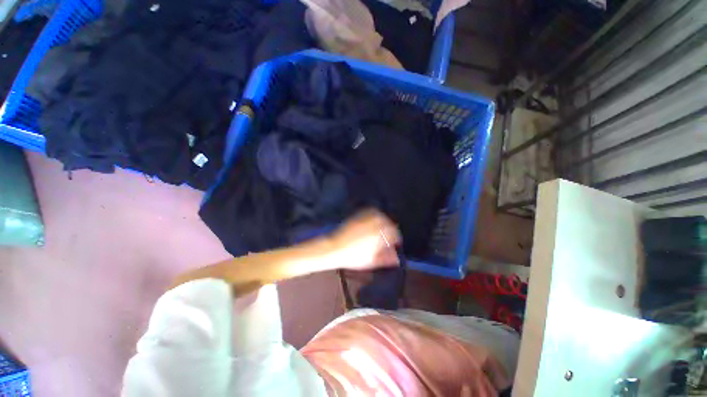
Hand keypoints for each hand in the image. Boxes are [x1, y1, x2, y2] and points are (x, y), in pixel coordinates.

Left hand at [327, 209, 401, 270]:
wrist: (335, 248)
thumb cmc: (353, 257)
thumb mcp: (371, 261)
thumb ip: (386, 259)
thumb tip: (396, 258)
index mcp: (379, 236)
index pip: (394, 234)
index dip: (396, 239)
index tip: (395, 243)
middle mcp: (374, 224)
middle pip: (389, 223)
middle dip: (391, 230)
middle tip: (389, 237)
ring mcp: (365, 219)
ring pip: (381, 216)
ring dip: (384, 221)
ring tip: (382, 228)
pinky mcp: (358, 216)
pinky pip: (371, 211)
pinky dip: (375, 214)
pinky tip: (374, 220)